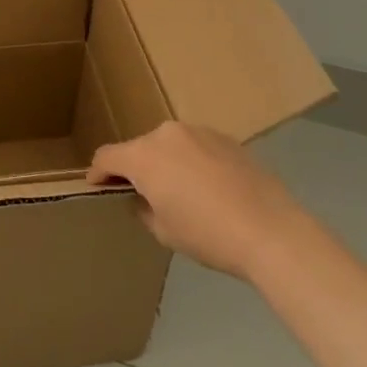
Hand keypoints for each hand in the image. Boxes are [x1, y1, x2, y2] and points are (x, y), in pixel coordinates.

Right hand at [88, 121, 302, 281]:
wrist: (270, 230)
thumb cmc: (207, 235)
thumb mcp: (164, 230)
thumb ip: (144, 208)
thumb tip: (145, 197)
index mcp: (144, 155)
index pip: (107, 157)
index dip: (97, 173)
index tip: (96, 186)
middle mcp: (167, 134)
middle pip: (139, 148)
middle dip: (135, 169)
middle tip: (142, 194)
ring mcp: (199, 131)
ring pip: (168, 145)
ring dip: (165, 163)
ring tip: (179, 191)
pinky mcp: (225, 138)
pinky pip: (195, 147)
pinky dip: (192, 162)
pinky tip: (208, 187)